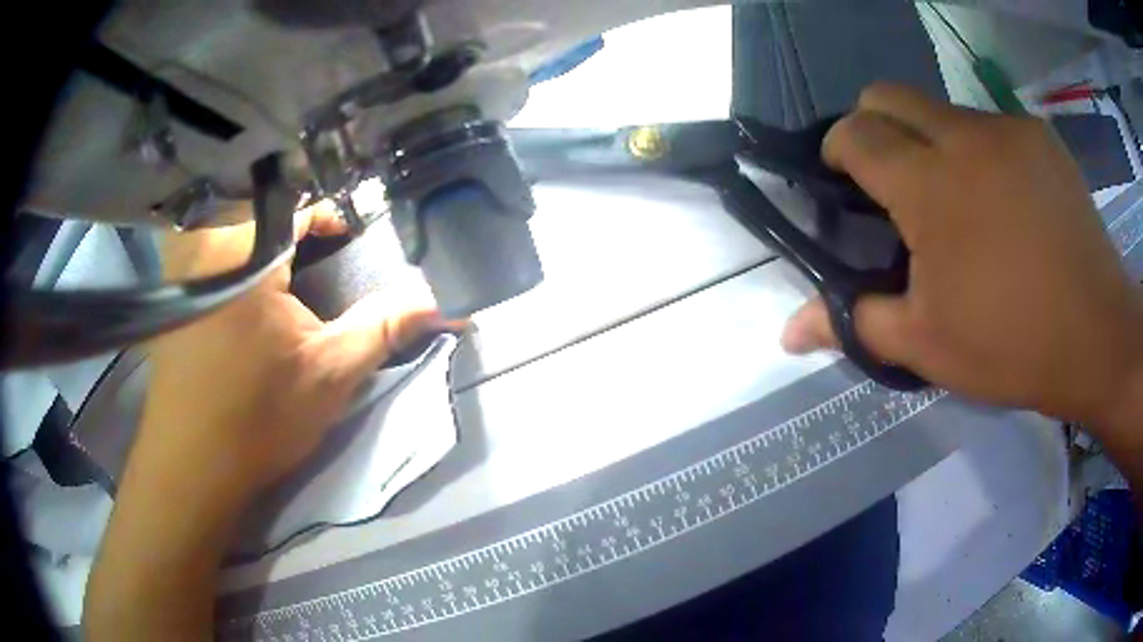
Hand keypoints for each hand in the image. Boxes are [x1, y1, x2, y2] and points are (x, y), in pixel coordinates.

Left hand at [87, 202, 457, 640]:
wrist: (193, 466)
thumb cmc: (259, 417)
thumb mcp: (331, 373)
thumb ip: (383, 326)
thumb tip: (436, 300)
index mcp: (244, 249)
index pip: (299, 206)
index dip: (331, 221)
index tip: (347, 246)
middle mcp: (204, 244)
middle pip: (262, 214)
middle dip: (292, 236)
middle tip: (314, 271)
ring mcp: (178, 268)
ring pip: (231, 234)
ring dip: (260, 249)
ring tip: (279, 286)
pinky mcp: (167, 296)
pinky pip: (205, 259)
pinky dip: (231, 268)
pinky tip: (240, 307)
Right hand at [781, 84, 1142, 433]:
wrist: (1100, 337)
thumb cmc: (1013, 345)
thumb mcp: (928, 345)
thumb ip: (855, 322)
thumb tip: (787, 332)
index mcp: (929, 185)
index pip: (856, 131)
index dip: (838, 149)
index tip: (844, 183)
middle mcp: (963, 136)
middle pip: (889, 94)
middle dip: (875, 127)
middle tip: (895, 185)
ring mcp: (1008, 129)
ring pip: (943, 109)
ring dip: (934, 143)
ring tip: (962, 205)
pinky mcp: (1041, 136)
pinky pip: (991, 125)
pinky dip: (981, 152)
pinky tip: (1007, 203)